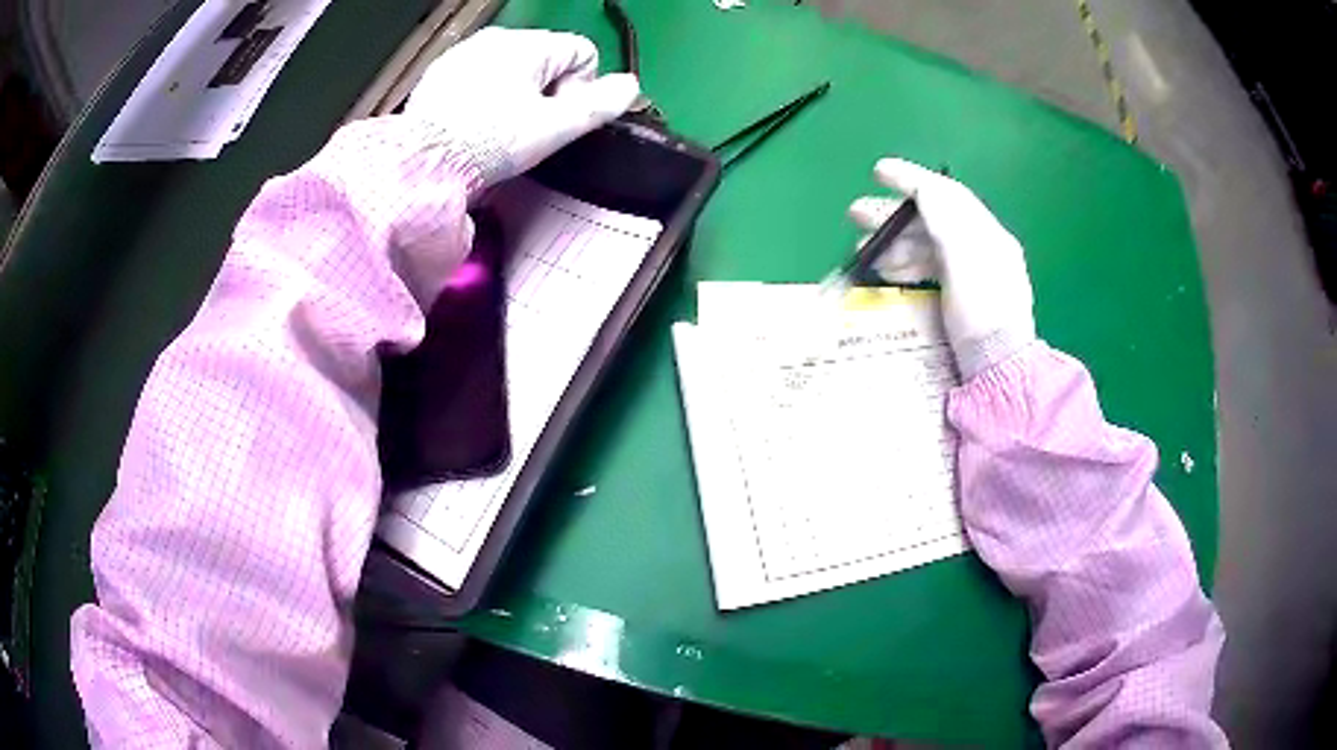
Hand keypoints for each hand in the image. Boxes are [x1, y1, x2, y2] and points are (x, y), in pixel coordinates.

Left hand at [406, 27, 639, 188]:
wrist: (420, 163)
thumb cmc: (487, 142)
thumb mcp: (554, 128)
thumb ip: (600, 105)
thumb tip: (629, 86)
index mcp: (530, 44)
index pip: (582, 54)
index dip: (580, 89)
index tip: (556, 120)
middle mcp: (498, 38)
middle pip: (548, 60)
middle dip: (548, 92)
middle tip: (528, 129)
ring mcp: (466, 52)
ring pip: (514, 68)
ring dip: (518, 94)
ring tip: (498, 129)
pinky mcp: (442, 71)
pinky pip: (481, 76)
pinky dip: (486, 96)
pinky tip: (474, 123)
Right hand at [848, 158, 1035, 378]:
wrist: (999, 371)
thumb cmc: (983, 312)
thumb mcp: (967, 257)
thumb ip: (946, 217)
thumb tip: (923, 186)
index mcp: (986, 234)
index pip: (946, 194)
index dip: (911, 179)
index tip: (877, 171)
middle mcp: (980, 249)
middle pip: (932, 220)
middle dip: (893, 214)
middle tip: (855, 215)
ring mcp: (972, 276)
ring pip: (927, 246)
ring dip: (894, 242)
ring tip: (863, 251)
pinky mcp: (962, 300)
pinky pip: (930, 269)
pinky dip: (906, 265)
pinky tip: (887, 272)